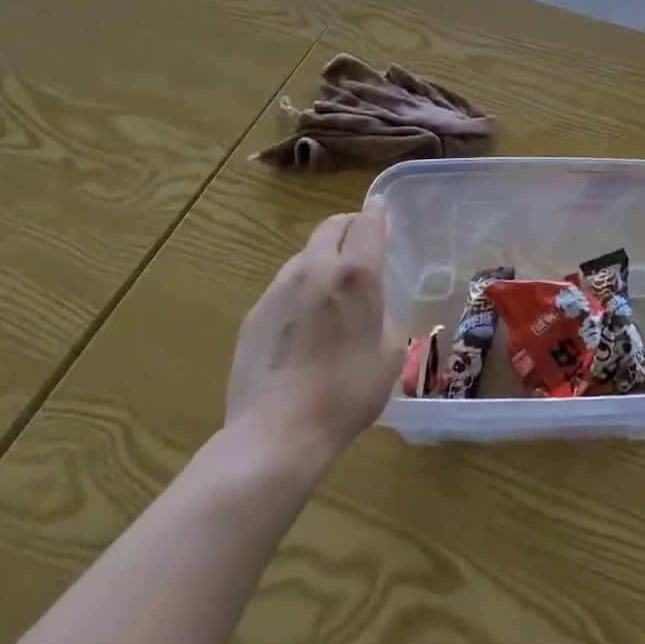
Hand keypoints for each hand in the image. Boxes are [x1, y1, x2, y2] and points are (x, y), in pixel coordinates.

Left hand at [225, 199, 403, 464]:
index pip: (367, 223)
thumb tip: (372, 307)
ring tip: (331, 287)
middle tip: (360, 243)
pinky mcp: (254, 315)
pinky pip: (284, 287)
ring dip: (322, 258)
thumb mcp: (390, 353)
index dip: (376, 212)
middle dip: (347, 227)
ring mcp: (279, 290)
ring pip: (304, 256)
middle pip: (330, 228)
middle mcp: (316, 270)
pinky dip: (300, 289)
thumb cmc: (347, 392)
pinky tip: (304, 323)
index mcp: (356, 275)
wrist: (277, 434)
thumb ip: (384, 315)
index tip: (381, 209)